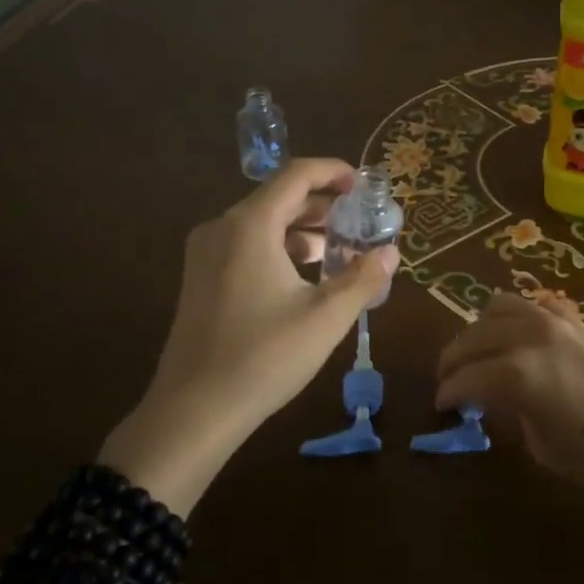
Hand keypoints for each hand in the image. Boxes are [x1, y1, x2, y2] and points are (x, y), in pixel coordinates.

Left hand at [102, 158, 398, 513]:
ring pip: (262, 223)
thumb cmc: (263, 357)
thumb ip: (363, 278)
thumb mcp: (325, 317)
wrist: (193, 412)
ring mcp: (205, 253)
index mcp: (250, 225)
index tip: (364, 185)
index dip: (334, 172)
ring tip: (339, 251)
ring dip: (302, 230)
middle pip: (279, 197)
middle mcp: (222, 227)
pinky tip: (303, 278)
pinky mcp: (199, 278)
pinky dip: (279, 248)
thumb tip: (391, 252)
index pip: (297, 175)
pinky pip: (246, 245)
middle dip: (323, 206)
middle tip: (360, 222)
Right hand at [434, 292, 583, 505]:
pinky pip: (534, 305)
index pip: (465, 378)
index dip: (447, 394)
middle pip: (472, 337)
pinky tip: (519, 338)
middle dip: (453, 360)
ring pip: (498, 307)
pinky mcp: (577, 321)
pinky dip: (516, 317)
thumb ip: (514, 417)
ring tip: (479, 356)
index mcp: (516, 372)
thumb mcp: (546, 448)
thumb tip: (500, 402)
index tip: (441, 408)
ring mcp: (555, 322)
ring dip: (479, 330)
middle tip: (450, 384)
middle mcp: (529, 336)